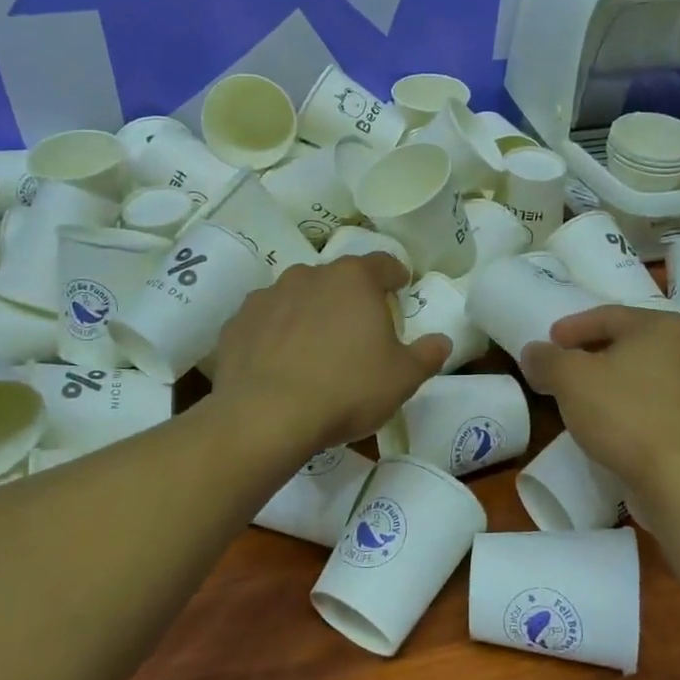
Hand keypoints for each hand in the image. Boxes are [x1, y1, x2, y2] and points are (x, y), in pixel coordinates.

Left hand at [210, 254, 449, 451]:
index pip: (383, 263)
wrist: (264, 416)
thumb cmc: (346, 390)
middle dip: (350, 297)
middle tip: (359, 329)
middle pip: (337, 279)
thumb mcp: (402, 379)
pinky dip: (276, 334)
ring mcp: (268, 297)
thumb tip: (442, 341)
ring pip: (298, 297)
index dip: (395, 274)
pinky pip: (266, 322)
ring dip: (310, 313)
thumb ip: (427, 355)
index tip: (401, 286)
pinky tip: (279, 363)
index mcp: (353, 280)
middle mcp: (309, 276)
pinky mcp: (237, 323)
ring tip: (315, 348)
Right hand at [523, 305, 679, 498]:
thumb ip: (546, 359)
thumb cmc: (624, 415)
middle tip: (562, 366)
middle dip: (591, 353)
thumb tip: (533, 352)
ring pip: (642, 373)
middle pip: (627, 342)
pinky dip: (629, 403)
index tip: (549, 342)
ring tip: (582, 395)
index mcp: (661, 327)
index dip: (572, 327)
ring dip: (611, 379)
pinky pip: (654, 401)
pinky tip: (610, 420)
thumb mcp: (570, 379)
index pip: (607, 316)